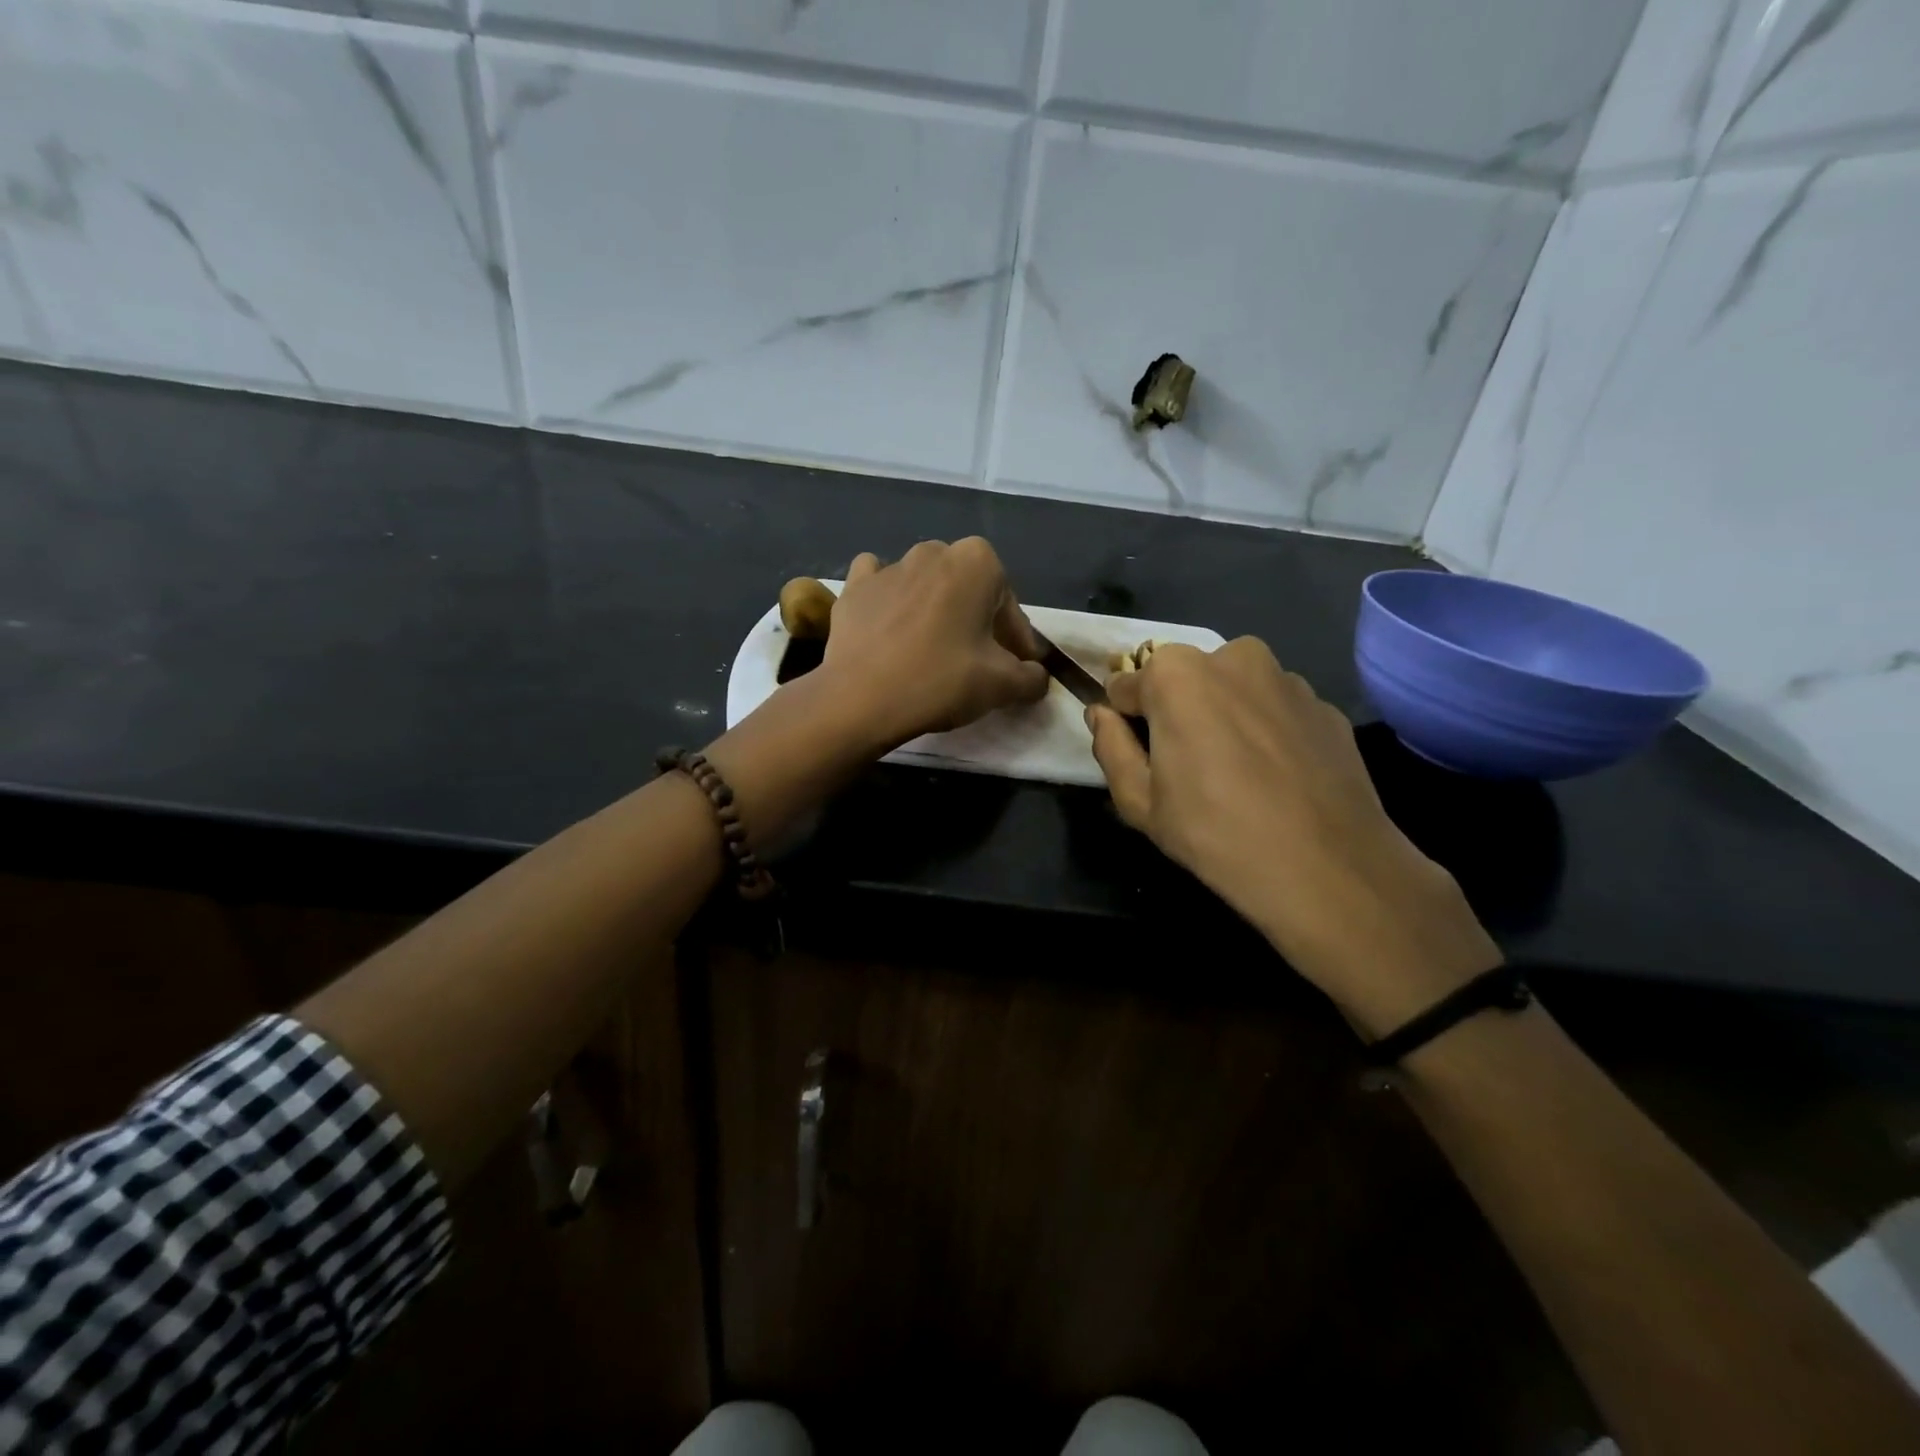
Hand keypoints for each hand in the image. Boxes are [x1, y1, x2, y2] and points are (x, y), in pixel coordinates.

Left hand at [822, 538, 1048, 748]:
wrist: (861, 698)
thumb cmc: (940, 681)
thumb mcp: (1002, 685)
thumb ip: (1031, 677)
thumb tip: (1037, 677)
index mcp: (977, 562)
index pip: (1009, 604)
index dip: (1016, 640)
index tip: (1016, 668)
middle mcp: (934, 551)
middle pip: (968, 589)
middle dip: (977, 619)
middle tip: (978, 659)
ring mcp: (889, 566)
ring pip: (925, 585)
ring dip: (935, 610)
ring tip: (933, 650)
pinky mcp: (853, 587)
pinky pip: (879, 584)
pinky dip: (888, 599)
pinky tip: (890, 624)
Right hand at [1087, 638, 1500, 1036]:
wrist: (1328, 868)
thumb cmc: (1214, 832)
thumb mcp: (1138, 801)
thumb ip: (1109, 747)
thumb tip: (1100, 714)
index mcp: (1177, 674)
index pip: (1126, 685)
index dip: (1126, 722)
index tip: (1139, 758)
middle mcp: (1233, 657)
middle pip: (1184, 681)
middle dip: (1177, 713)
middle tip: (1187, 770)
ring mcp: (1287, 678)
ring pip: (1233, 692)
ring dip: (1224, 719)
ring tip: (1237, 777)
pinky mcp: (1325, 706)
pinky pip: (1276, 711)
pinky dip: (1267, 733)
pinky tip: (1277, 781)